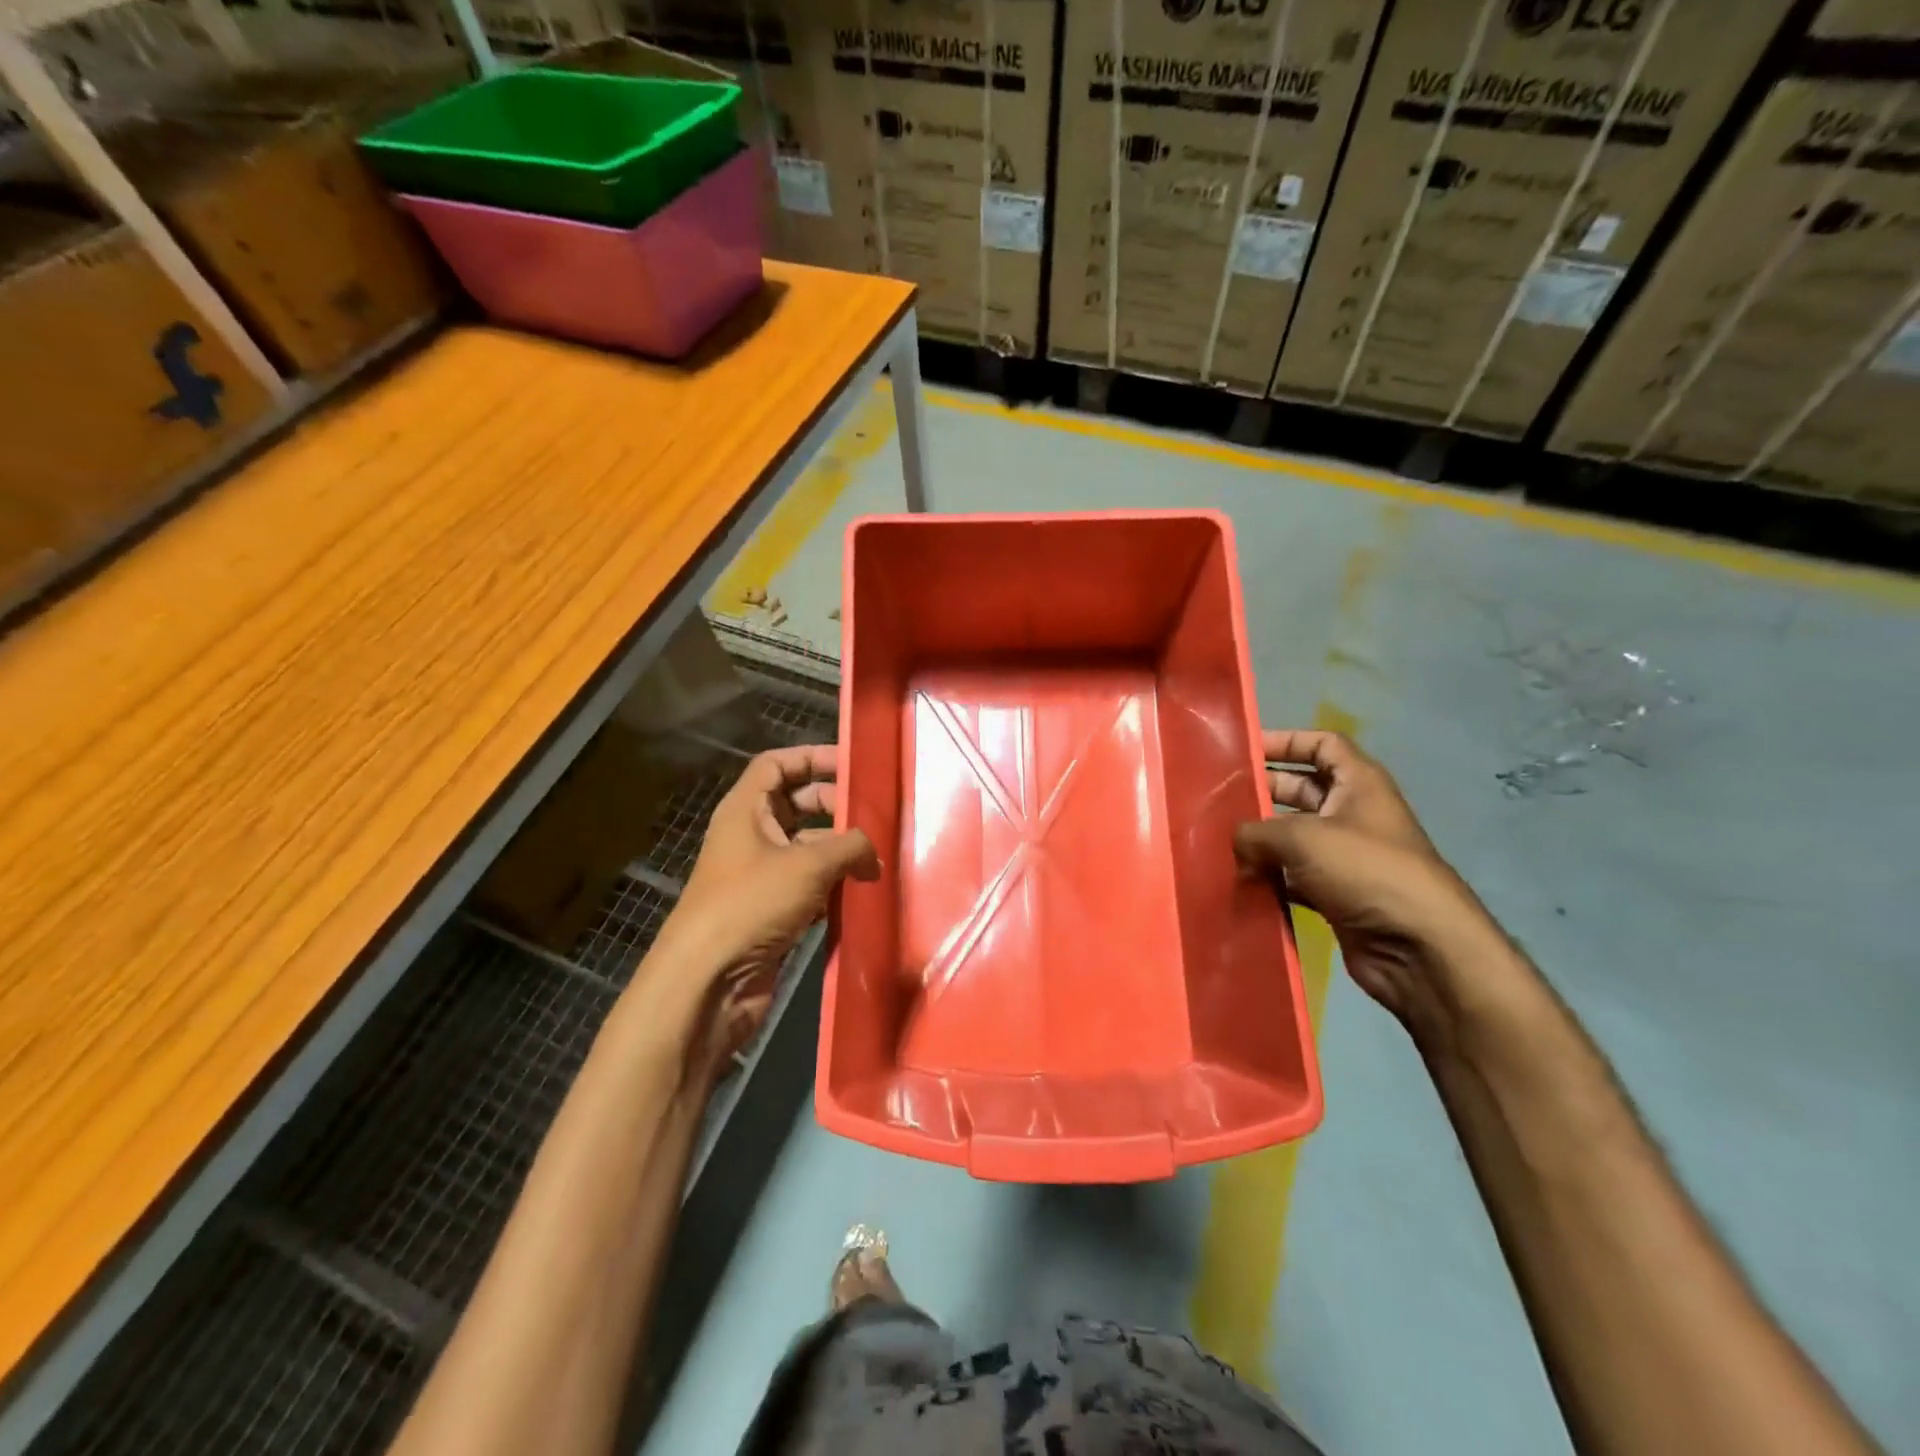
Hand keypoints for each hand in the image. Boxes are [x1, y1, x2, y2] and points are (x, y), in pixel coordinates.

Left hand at [658, 746, 877, 1065]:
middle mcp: (751, 836)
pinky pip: (809, 886)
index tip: (853, 765)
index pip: (777, 765)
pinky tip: (863, 892)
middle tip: (875, 817)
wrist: (708, 982)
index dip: (813, 757)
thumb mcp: (807, 865)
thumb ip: (849, 847)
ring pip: (807, 848)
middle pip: (797, 804)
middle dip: (835, 807)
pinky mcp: (771, 911)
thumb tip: (874, 852)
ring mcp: (760, 875)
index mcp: (746, 810)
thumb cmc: (751, 904)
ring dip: (840, 851)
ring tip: (880, 857)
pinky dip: (833, 885)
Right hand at [1233, 730, 1508, 1053]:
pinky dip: (1270, 877)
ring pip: (1294, 836)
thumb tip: (1234, 843)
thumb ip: (1256, 832)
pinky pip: (1295, 876)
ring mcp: (1347, 856)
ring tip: (1218, 840)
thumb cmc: (1365, 869)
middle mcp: (1354, 813)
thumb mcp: (1302, 837)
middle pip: (1301, 790)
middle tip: (1217, 799)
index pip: (1322, 744)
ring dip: (1261, 839)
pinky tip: (1240, 881)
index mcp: (1359, 783)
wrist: (1418, 945)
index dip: (1286, 741)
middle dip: (1263, 792)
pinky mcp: (1338, 893)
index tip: (1245, 750)